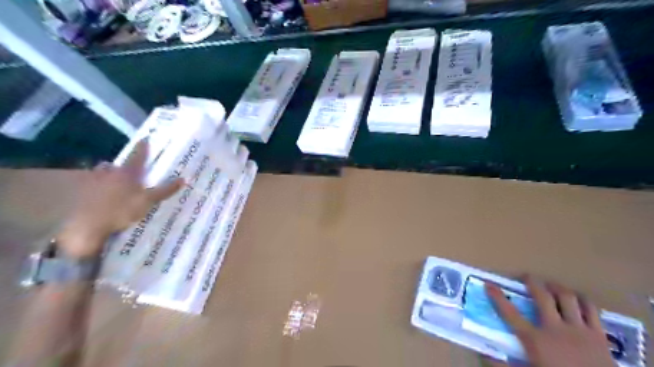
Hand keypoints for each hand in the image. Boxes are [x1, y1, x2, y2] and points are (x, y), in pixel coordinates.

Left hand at [56, 138, 183, 257]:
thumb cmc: (120, 210)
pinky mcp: (74, 194)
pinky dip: (89, 193)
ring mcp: (88, 182)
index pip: (137, 156)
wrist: (81, 225)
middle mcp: (107, 173)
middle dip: (117, 168)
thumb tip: (184, 179)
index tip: (145, 139)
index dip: (142, 148)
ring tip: (108, 190)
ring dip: (102, 180)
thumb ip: (164, 190)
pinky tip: (93, 202)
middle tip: (124, 173)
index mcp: (127, 173)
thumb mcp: (147, 201)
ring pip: (96, 176)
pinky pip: (84, 189)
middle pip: (113, 167)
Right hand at [485, 277, 619, 366]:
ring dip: (557, 287)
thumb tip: (483, 354)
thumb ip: (504, 366)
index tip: (489, 284)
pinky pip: (591, 309)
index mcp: (535, 340)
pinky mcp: (599, 335)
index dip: (497, 297)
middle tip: (526, 276)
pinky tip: (577, 299)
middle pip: (542, 297)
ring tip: (551, 285)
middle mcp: (555, 329)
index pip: (510, 313)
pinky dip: (582, 300)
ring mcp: (579, 330)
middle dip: (532, 282)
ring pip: (568, 298)